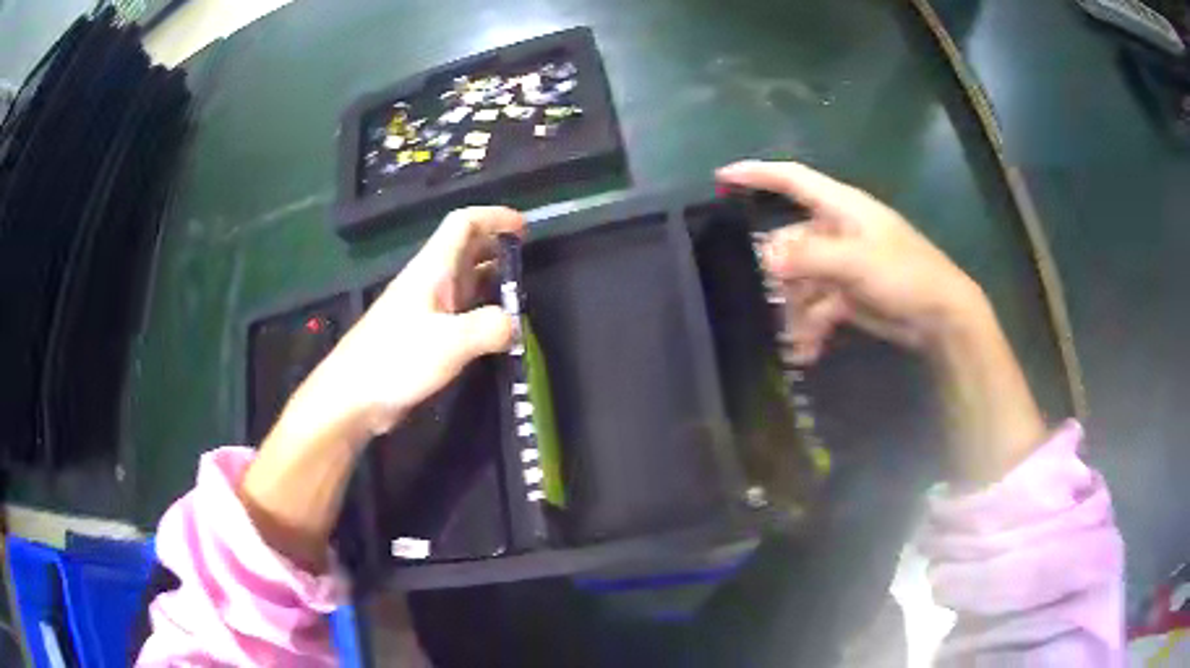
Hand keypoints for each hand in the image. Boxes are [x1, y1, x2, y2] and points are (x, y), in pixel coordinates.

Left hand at [297, 206, 525, 442]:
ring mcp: (426, 308)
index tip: (525, 228)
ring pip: (465, 280)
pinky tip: (497, 332)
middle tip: (529, 265)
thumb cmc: (396, 359)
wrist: (353, 396)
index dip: (495, 217)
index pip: (464, 224)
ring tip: (521, 297)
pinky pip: (461, 311)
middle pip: (467, 249)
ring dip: (492, 281)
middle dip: (498, 248)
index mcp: (432, 269)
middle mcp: (430, 281)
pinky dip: (482, 312)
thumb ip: (488, 328)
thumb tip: (514, 325)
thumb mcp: (449, 342)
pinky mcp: (424, 335)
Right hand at [716, 160, 984, 362]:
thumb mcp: (857, 261)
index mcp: (841, 207)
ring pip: (802, 281)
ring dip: (795, 311)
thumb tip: (767, 259)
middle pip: (791, 243)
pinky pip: (816, 306)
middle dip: (779, 274)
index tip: (722, 178)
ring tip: (794, 340)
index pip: (793, 179)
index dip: (757, 174)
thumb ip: (810, 257)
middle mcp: (837, 231)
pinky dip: (810, 327)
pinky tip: (806, 351)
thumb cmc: (905, 274)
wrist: (940, 317)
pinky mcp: (847, 294)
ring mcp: (841, 265)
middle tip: (763, 300)